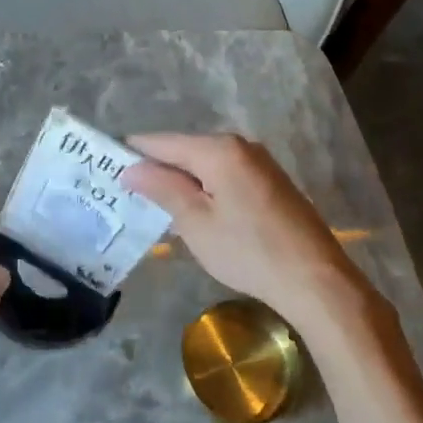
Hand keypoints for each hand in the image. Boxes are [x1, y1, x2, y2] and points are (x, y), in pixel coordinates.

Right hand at [122, 133, 367, 331]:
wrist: (316, 280)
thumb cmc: (248, 251)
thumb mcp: (195, 222)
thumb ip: (162, 188)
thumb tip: (131, 168)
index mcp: (218, 149)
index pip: (161, 142)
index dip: (133, 153)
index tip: (106, 166)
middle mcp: (240, 145)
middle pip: (184, 150)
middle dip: (157, 168)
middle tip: (127, 192)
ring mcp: (258, 163)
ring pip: (205, 164)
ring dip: (180, 181)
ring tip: (153, 205)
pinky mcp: (270, 182)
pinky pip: (224, 175)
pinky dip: (204, 188)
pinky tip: (193, 213)